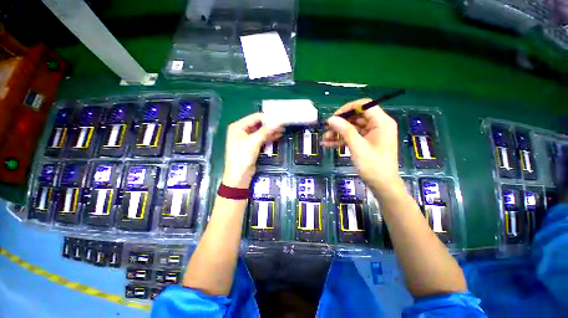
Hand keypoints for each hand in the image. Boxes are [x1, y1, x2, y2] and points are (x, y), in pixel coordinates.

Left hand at [222, 113, 282, 187]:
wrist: (239, 175)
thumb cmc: (242, 156)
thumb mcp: (254, 141)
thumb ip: (266, 131)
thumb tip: (278, 121)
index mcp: (238, 126)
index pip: (255, 117)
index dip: (267, 117)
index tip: (279, 116)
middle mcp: (242, 131)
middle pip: (258, 124)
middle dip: (270, 124)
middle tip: (283, 122)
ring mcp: (247, 139)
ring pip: (261, 132)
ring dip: (271, 131)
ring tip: (283, 128)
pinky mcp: (252, 146)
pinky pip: (261, 139)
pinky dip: (269, 137)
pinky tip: (278, 135)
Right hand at [322, 99, 401, 192]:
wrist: (382, 185)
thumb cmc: (373, 166)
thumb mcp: (357, 147)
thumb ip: (345, 130)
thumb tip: (331, 118)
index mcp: (381, 122)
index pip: (364, 105)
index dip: (348, 109)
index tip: (334, 117)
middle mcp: (377, 125)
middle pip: (356, 117)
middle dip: (340, 123)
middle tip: (327, 130)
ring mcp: (371, 134)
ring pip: (352, 127)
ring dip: (338, 132)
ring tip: (325, 139)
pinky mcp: (366, 142)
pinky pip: (352, 136)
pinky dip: (341, 139)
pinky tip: (328, 144)